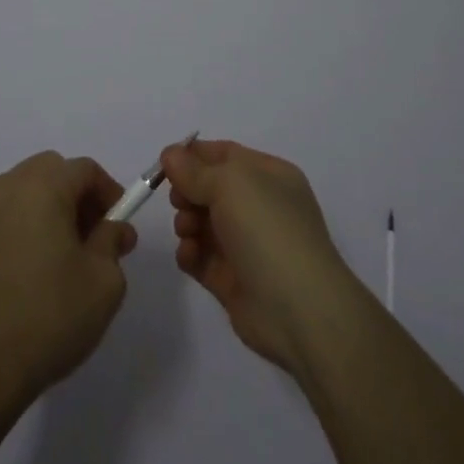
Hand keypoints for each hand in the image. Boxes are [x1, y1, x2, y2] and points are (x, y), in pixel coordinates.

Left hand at [0, 151, 136, 409]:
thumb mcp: (103, 282)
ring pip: (22, 192)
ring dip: (46, 209)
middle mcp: (6, 188)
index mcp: (42, 187)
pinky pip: (0, 218)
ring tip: (60, 255)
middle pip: (50, 171)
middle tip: (92, 237)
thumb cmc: (50, 317)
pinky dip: (20, 228)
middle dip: (76, 195)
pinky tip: (28, 272)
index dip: (109, 192)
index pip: (84, 169)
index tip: (119, 226)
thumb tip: (114, 228)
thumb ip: (112, 242)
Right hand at [163, 137, 360, 376]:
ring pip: (203, 223)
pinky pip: (202, 257)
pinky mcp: (233, 280)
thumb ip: (194, 170)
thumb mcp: (230, 184)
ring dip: (186, 222)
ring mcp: (247, 245)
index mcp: (269, 176)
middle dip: (188, 191)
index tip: (164, 163)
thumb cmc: (267, 230)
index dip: (193, 155)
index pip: (225, 155)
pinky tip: (189, 255)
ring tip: (187, 231)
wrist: (299, 309)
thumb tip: (170, 154)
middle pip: (210, 188)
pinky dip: (190, 253)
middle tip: (179, 201)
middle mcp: (260, 206)